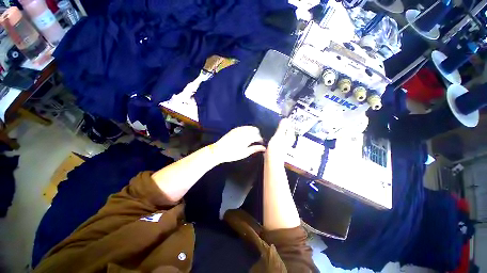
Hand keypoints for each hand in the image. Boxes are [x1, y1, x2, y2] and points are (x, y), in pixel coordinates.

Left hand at [211, 126, 265, 163]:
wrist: (218, 150)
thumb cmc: (232, 154)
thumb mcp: (244, 153)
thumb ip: (255, 149)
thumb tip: (264, 148)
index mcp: (247, 138)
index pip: (258, 136)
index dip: (260, 140)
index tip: (261, 143)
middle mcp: (244, 131)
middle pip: (255, 129)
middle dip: (257, 134)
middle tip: (256, 141)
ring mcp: (239, 129)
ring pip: (250, 127)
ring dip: (252, 131)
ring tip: (251, 138)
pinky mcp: (235, 129)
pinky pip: (244, 127)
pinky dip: (247, 130)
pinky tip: (245, 135)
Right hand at [266, 119, 294, 160]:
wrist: (272, 160)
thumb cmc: (276, 147)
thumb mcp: (279, 135)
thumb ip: (282, 127)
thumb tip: (286, 119)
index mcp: (290, 136)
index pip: (290, 127)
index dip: (286, 122)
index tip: (280, 119)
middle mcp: (288, 140)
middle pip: (286, 131)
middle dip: (282, 127)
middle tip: (275, 122)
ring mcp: (283, 144)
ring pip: (282, 135)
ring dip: (278, 131)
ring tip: (272, 127)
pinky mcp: (278, 147)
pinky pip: (278, 139)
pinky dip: (275, 136)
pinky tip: (270, 135)